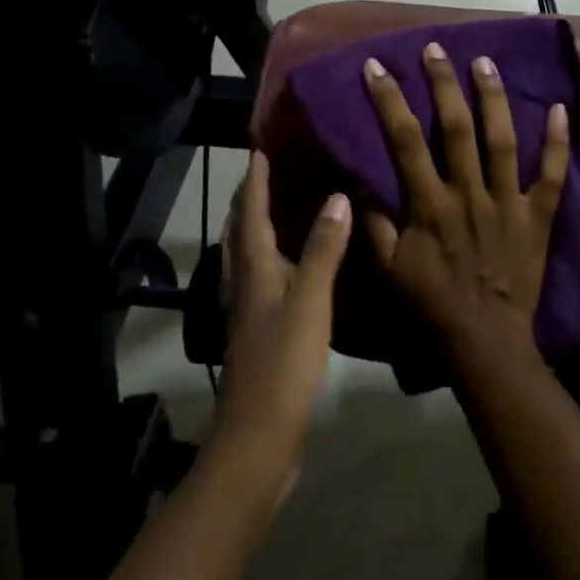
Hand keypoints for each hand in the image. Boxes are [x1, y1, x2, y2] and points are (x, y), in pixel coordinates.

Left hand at [210, 153, 350, 508]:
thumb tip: (337, 195)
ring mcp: (251, 307)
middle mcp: (246, 280)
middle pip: (242, 228)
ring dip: (262, 222)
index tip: (262, 144)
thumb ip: (323, 248)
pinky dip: (277, 253)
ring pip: (252, 252)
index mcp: (253, 268)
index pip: (249, 209)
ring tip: (287, 201)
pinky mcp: (262, 328)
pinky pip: (267, 275)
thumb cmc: (283, 361)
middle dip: (252, 195)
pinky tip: (299, 261)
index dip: (254, 177)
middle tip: (274, 166)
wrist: (259, 435)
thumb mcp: (310, 300)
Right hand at [361, 43, 569, 358]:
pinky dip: (558, 142)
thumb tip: (362, 182)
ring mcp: (508, 202)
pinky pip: (552, 175)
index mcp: (430, 204)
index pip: (404, 140)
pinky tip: (560, 108)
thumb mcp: (389, 269)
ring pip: (502, 140)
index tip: (376, 67)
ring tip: (484, 61)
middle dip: (442, 83)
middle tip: (435, 48)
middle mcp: (469, 193)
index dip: (389, 100)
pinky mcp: (539, 215)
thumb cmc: (432, 304)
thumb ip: (374, 224)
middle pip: (455, 127)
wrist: (485, 340)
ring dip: (492, 97)